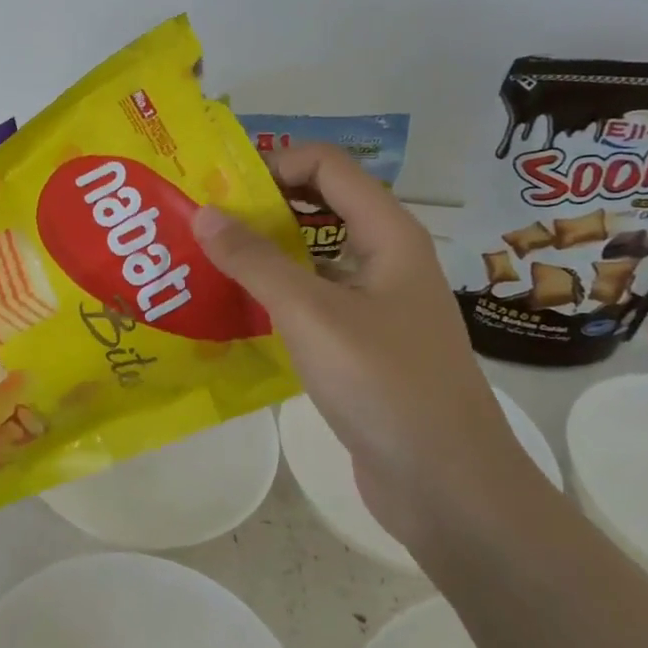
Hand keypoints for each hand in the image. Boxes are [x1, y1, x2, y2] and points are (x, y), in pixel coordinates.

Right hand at [191, 142, 537, 551]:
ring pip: (312, 258)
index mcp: (388, 234)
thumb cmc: (385, 384)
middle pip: (319, 206)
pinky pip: (311, 302)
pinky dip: (273, 297)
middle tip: (200, 223)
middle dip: (260, 208)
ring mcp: (375, 305)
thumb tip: (203, 212)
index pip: (327, 165)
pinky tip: (232, 313)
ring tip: (203, 264)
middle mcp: (385, 259)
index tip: (217, 187)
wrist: (446, 485)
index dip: (273, 162)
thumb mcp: (311, 314)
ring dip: (262, 255)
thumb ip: (255, 260)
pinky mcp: (361, 345)